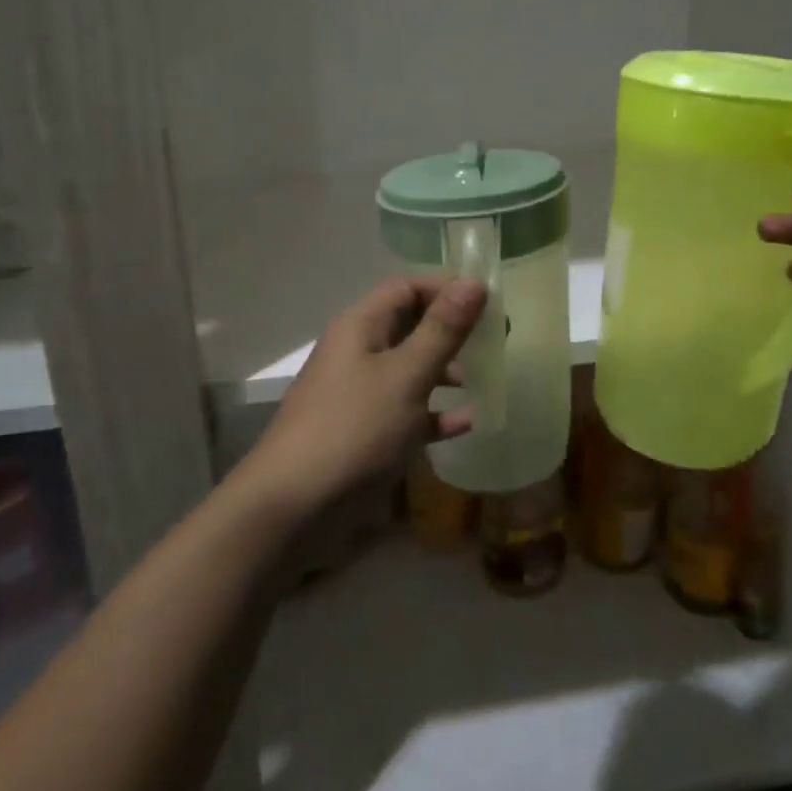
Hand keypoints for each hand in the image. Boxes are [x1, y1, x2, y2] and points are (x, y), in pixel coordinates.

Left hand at [238, 276, 485, 521]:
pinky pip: (407, 412)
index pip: (407, 288)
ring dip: (446, 371)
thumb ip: (442, 330)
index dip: (447, 288)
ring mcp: (359, 394)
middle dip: (452, 330)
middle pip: (410, 326)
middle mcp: (358, 352)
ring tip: (485, 379)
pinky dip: (435, 413)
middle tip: (496, 340)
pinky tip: (467, 424)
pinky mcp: (364, 433)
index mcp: (361, 327)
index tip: (489, 303)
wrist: (294, 507)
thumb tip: (474, 282)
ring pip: (410, 369)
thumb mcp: (406, 375)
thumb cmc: (354, 429)